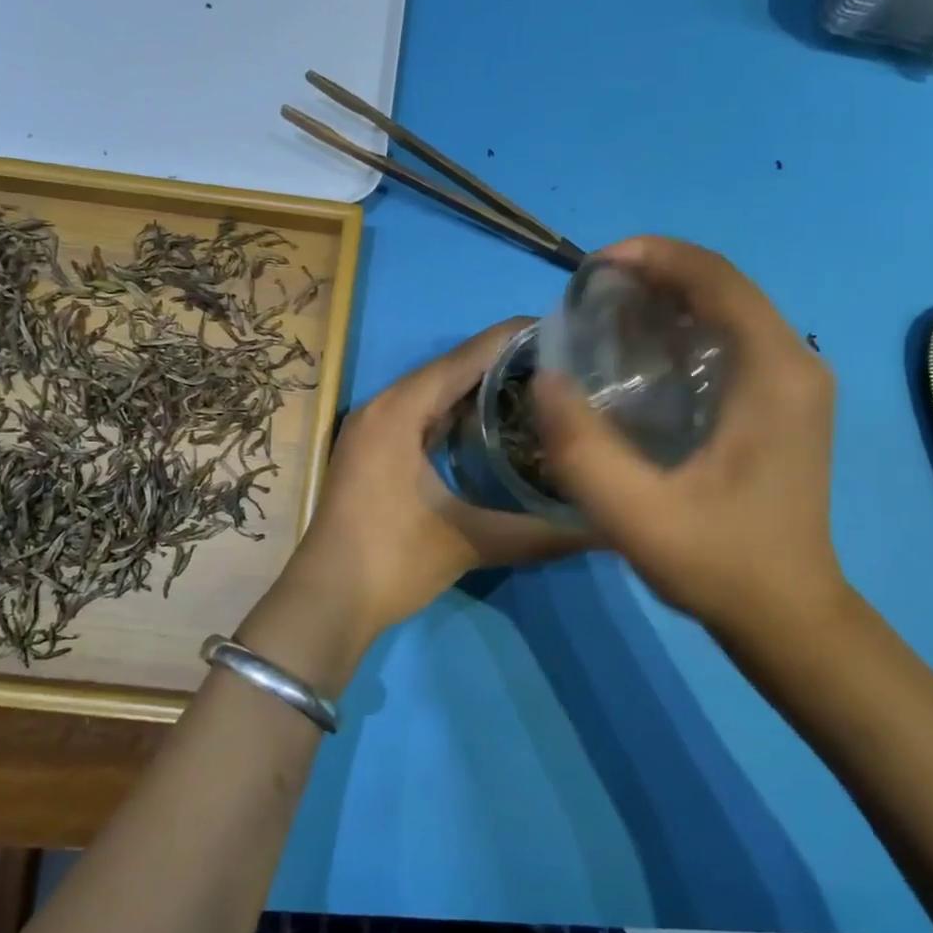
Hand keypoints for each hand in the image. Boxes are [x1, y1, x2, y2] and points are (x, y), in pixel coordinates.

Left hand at [280, 318, 591, 649]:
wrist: (327, 602)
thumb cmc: (392, 561)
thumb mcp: (469, 542)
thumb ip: (539, 532)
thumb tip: (605, 532)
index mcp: (400, 409)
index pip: (465, 357)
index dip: (513, 339)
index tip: (562, 331)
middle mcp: (383, 405)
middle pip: (450, 368)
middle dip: (502, 362)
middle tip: (560, 364)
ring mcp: (373, 427)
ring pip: (434, 392)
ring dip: (479, 388)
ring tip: (536, 386)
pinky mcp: (373, 450)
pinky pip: (421, 415)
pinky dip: (456, 413)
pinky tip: (492, 424)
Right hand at [533, 237, 849, 639]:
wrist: (787, 616)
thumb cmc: (719, 563)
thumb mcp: (637, 515)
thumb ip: (584, 449)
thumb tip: (545, 379)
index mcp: (775, 372)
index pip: (716, 279)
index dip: (653, 256)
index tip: (592, 267)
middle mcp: (796, 363)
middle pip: (723, 286)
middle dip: (654, 274)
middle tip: (589, 296)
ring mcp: (794, 383)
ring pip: (727, 310)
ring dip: (668, 299)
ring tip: (605, 316)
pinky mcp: (783, 403)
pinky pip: (731, 339)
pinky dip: (683, 329)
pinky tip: (640, 356)